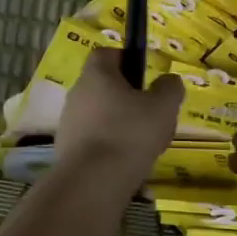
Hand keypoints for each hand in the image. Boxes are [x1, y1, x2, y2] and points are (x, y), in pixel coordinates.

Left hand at [55, 49, 183, 187]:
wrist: (92, 182)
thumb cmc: (130, 133)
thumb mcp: (163, 107)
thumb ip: (170, 88)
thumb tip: (168, 80)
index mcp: (96, 74)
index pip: (107, 53)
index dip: (127, 60)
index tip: (145, 76)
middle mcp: (77, 93)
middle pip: (104, 86)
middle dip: (128, 98)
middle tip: (151, 115)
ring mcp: (68, 122)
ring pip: (100, 115)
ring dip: (120, 124)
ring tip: (144, 145)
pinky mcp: (67, 149)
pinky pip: (94, 140)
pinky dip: (110, 146)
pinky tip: (127, 163)